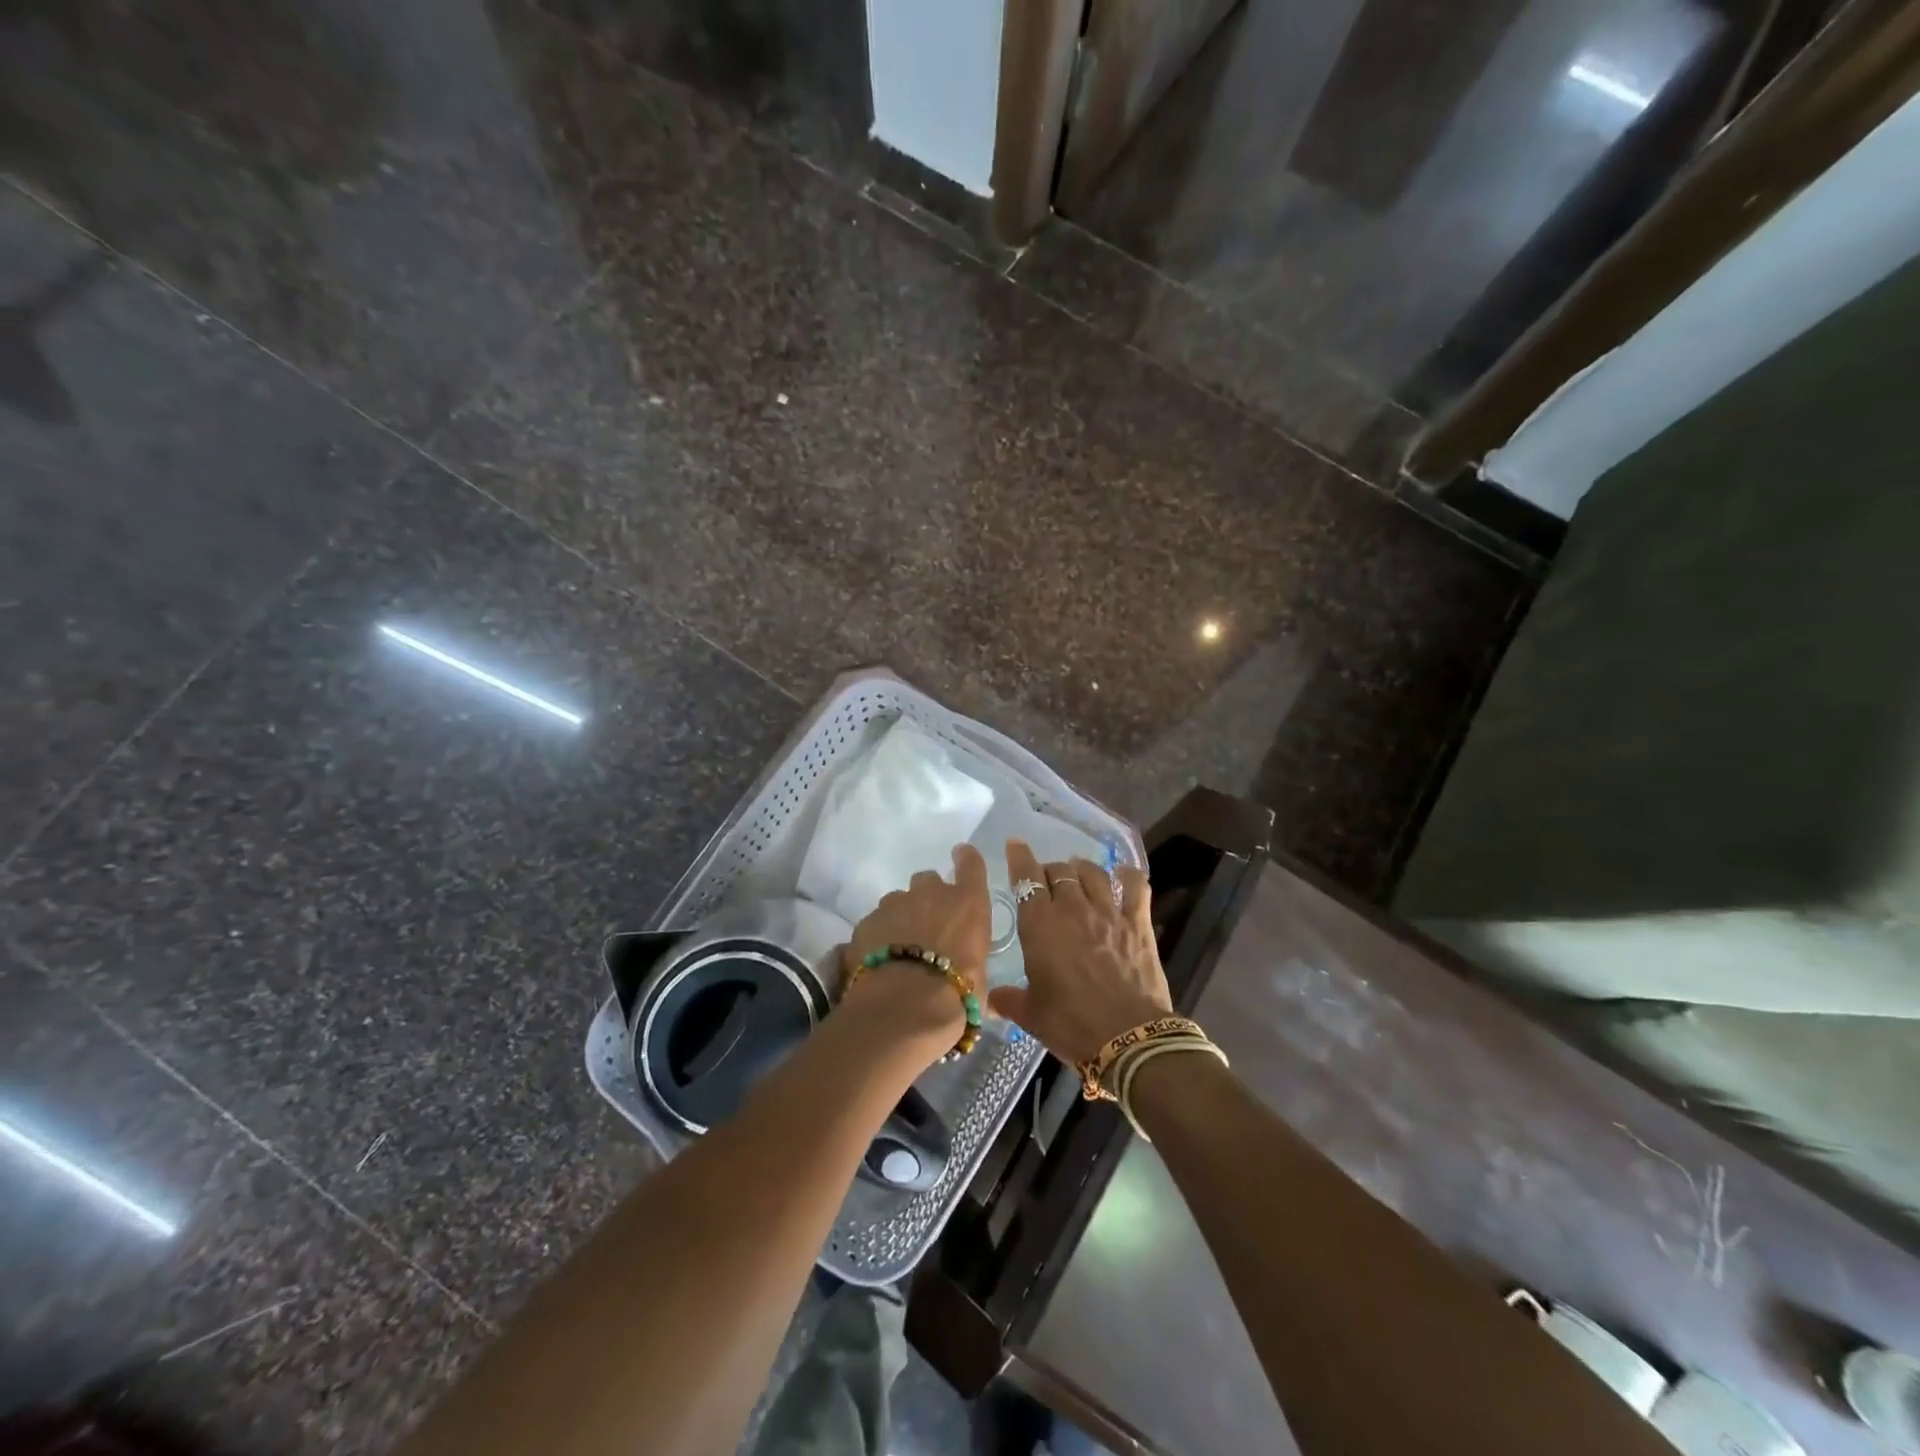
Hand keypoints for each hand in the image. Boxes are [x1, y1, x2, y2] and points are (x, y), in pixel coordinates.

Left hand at [840, 844, 990, 1047]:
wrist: (904, 1009)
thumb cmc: (957, 996)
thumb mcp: (979, 979)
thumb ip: (971, 961)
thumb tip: (968, 972)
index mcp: (968, 903)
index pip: (971, 864)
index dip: (966, 859)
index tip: (961, 856)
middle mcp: (931, 893)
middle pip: (928, 881)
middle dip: (928, 898)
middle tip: (928, 926)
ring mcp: (894, 904)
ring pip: (898, 901)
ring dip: (901, 917)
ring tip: (900, 949)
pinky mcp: (866, 922)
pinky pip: (875, 923)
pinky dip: (878, 936)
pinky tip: (879, 961)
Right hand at [988, 840, 1170, 1065]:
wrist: (1127, 1038)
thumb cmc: (1071, 1024)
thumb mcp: (1032, 1014)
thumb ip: (1009, 999)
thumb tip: (989, 998)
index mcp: (1040, 924)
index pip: (1026, 878)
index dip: (1019, 858)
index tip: (1015, 845)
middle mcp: (1072, 908)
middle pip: (1058, 872)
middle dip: (1049, 871)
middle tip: (1046, 880)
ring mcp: (1108, 912)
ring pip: (1092, 872)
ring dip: (1081, 868)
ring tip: (1078, 872)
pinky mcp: (1138, 923)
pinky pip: (1135, 886)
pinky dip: (1127, 876)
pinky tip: (1122, 876)